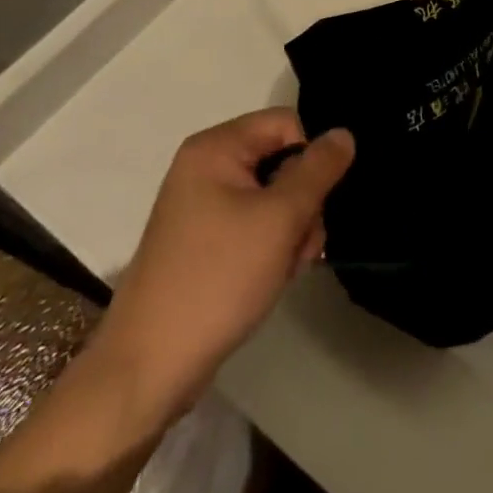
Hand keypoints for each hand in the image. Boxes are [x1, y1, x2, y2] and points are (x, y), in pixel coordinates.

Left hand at [98, 110, 354, 398]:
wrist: (148, 368)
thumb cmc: (217, 278)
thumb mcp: (280, 218)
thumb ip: (318, 170)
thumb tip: (344, 134)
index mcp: (215, 148)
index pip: (285, 124)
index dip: (309, 159)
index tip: (312, 204)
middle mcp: (204, 168)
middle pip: (280, 161)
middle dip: (302, 203)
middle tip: (303, 246)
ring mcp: (200, 207)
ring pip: (272, 197)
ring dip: (291, 230)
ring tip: (286, 268)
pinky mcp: (202, 242)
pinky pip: (252, 225)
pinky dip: (270, 247)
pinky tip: (271, 278)